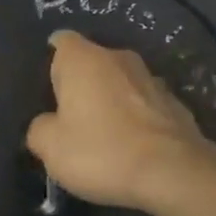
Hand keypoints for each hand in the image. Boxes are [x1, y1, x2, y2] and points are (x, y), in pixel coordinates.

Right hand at [25, 30, 215, 215]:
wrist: (173, 173)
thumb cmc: (100, 152)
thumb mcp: (49, 147)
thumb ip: (39, 128)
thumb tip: (47, 123)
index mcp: (83, 60)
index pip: (61, 42)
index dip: (50, 60)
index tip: (45, 87)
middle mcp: (119, 58)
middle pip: (91, 62)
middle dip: (80, 83)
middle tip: (66, 115)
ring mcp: (152, 79)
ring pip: (119, 83)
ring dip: (109, 100)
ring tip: (99, 132)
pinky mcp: (176, 104)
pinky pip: (142, 105)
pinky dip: (133, 118)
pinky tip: (128, 145)